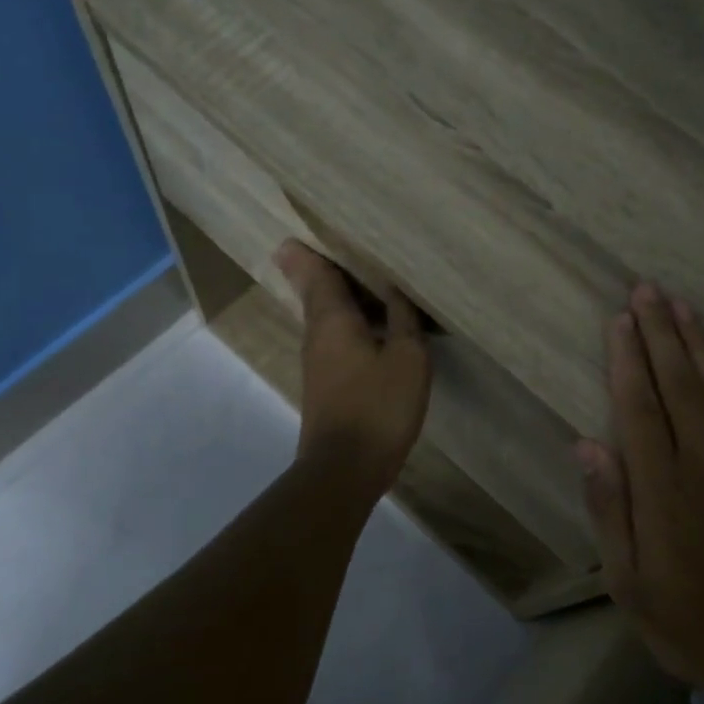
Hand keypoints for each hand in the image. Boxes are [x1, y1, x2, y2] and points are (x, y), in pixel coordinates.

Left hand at [276, 239, 431, 498]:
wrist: (345, 468)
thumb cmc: (379, 407)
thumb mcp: (407, 358)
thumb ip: (402, 320)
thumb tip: (393, 290)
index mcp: (333, 320)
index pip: (317, 274)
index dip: (310, 253)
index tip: (297, 234)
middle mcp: (317, 336)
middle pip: (317, 293)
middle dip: (322, 270)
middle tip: (335, 248)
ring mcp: (318, 363)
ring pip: (326, 318)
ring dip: (340, 298)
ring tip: (364, 281)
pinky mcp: (326, 385)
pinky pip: (336, 340)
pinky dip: (350, 325)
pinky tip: (372, 328)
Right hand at [576, 282, 703, 699]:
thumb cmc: (693, 622)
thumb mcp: (630, 583)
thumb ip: (611, 509)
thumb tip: (587, 444)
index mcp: (663, 488)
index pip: (640, 407)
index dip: (628, 359)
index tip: (620, 319)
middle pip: (680, 384)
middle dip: (662, 333)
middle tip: (648, 290)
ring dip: (700, 344)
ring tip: (684, 306)